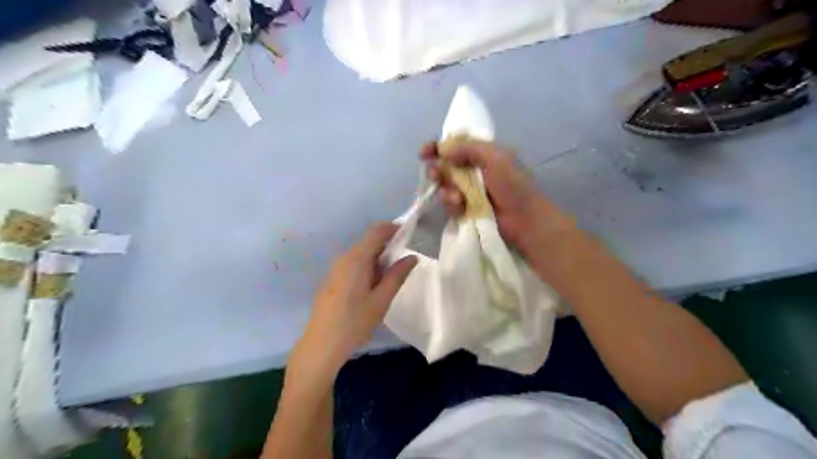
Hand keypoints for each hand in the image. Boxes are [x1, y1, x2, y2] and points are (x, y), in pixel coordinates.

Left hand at [293, 222, 417, 380]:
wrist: (321, 344)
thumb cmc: (354, 322)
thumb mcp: (381, 300)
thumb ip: (397, 275)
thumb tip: (412, 257)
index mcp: (356, 259)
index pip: (376, 231)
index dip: (394, 228)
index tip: (410, 234)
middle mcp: (344, 258)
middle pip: (369, 242)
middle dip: (388, 246)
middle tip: (405, 261)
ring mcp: (335, 269)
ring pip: (361, 254)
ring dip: (378, 259)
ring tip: (393, 276)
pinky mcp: (332, 279)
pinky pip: (353, 265)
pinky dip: (368, 267)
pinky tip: (374, 286)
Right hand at [421, 140, 572, 258]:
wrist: (524, 220)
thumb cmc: (513, 186)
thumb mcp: (495, 158)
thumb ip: (469, 149)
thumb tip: (443, 151)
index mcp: (483, 155)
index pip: (455, 145)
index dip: (437, 147)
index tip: (424, 153)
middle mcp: (474, 171)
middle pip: (445, 167)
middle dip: (437, 170)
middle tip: (436, 175)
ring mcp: (469, 192)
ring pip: (445, 186)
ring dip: (446, 191)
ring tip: (456, 198)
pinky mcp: (466, 209)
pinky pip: (450, 204)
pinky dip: (452, 205)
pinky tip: (460, 208)